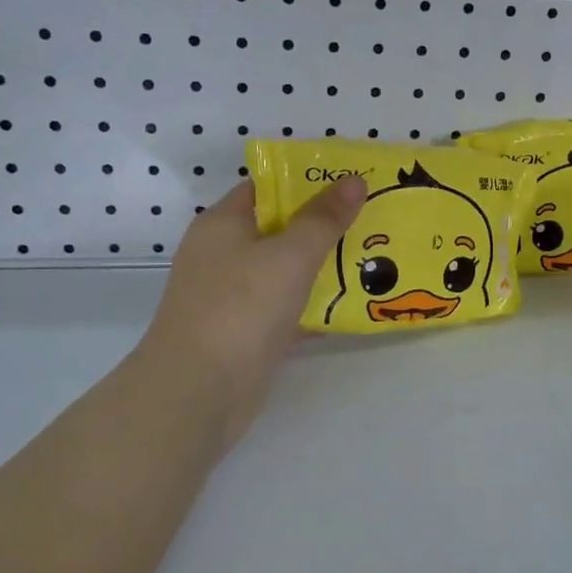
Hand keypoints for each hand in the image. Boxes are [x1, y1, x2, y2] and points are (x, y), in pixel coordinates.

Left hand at [140, 176, 366, 443]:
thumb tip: (354, 180)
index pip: (266, 187)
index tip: (351, 183)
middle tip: (372, 220)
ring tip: (372, 258)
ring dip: (322, 266)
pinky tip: (353, 306)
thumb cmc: (240, 308)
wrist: (198, 392)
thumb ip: (323, 219)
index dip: (307, 181)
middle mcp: (223, 255)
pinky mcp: (244, 333)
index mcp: (222, 224)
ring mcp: (232, 297)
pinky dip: (314, 306)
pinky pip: (285, 309)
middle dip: (323, 225)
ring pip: (284, 271)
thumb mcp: (289, 255)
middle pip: (278, 229)